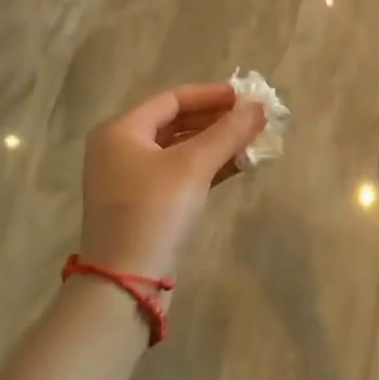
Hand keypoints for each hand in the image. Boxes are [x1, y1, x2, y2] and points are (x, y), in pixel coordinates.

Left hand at [77, 84, 265, 283]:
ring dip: (216, 143)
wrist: (125, 283)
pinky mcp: (143, 204)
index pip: (172, 99)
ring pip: (180, 149)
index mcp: (121, 130)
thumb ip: (227, 132)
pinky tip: (238, 164)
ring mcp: (130, 179)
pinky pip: (179, 172)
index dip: (211, 95)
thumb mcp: (193, 166)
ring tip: (252, 140)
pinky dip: (206, 166)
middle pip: (176, 122)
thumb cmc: (154, 210)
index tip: (245, 97)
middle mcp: (120, 149)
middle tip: (252, 119)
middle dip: (217, 120)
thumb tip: (258, 107)